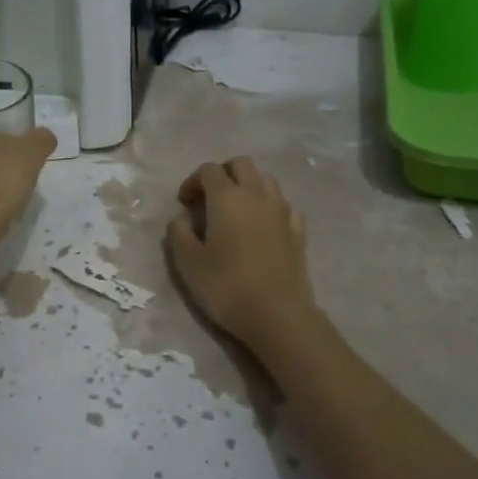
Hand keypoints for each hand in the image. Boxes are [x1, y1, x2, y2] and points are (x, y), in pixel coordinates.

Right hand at [166, 157, 318, 347]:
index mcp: (227, 197)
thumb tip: (182, 217)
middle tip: (209, 198)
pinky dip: (270, 207)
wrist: (277, 314)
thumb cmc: (225, 286)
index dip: (193, 181)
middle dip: (223, 174)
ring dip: (248, 186)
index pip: (209, 170)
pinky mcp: (299, 231)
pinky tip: (263, 226)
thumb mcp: (187, 262)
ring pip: (266, 180)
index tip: (184, 204)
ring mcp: (283, 210)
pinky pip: (284, 205)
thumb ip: (178, 232)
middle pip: (241, 164)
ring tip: (236, 210)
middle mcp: (257, 194)